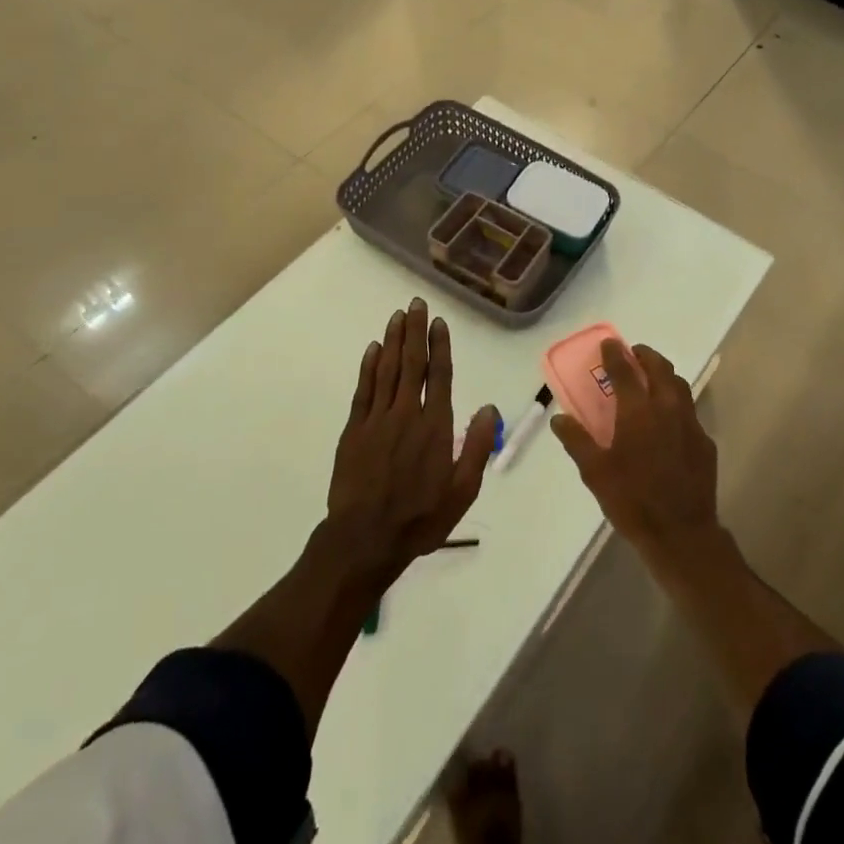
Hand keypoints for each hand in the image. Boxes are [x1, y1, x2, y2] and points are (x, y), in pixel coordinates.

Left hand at [325, 298, 498, 589]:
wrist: (365, 539)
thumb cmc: (420, 518)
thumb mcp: (462, 490)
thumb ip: (476, 447)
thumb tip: (489, 408)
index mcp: (435, 427)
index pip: (439, 376)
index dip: (440, 346)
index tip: (438, 323)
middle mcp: (406, 414)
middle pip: (412, 364)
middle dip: (415, 332)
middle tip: (416, 303)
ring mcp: (377, 420)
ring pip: (387, 370)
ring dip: (393, 341)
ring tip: (398, 316)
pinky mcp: (354, 430)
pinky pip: (363, 390)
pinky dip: (369, 367)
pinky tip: (373, 349)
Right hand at [550, 340, 719, 557]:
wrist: (681, 534)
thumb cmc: (632, 500)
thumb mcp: (595, 472)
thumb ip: (577, 440)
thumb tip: (559, 418)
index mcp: (638, 411)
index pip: (624, 370)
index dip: (614, 354)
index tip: (608, 343)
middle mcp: (667, 408)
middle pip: (659, 368)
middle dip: (645, 356)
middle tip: (632, 354)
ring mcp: (690, 423)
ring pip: (679, 385)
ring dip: (664, 374)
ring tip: (651, 378)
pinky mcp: (705, 442)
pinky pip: (689, 411)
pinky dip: (676, 403)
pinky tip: (668, 420)